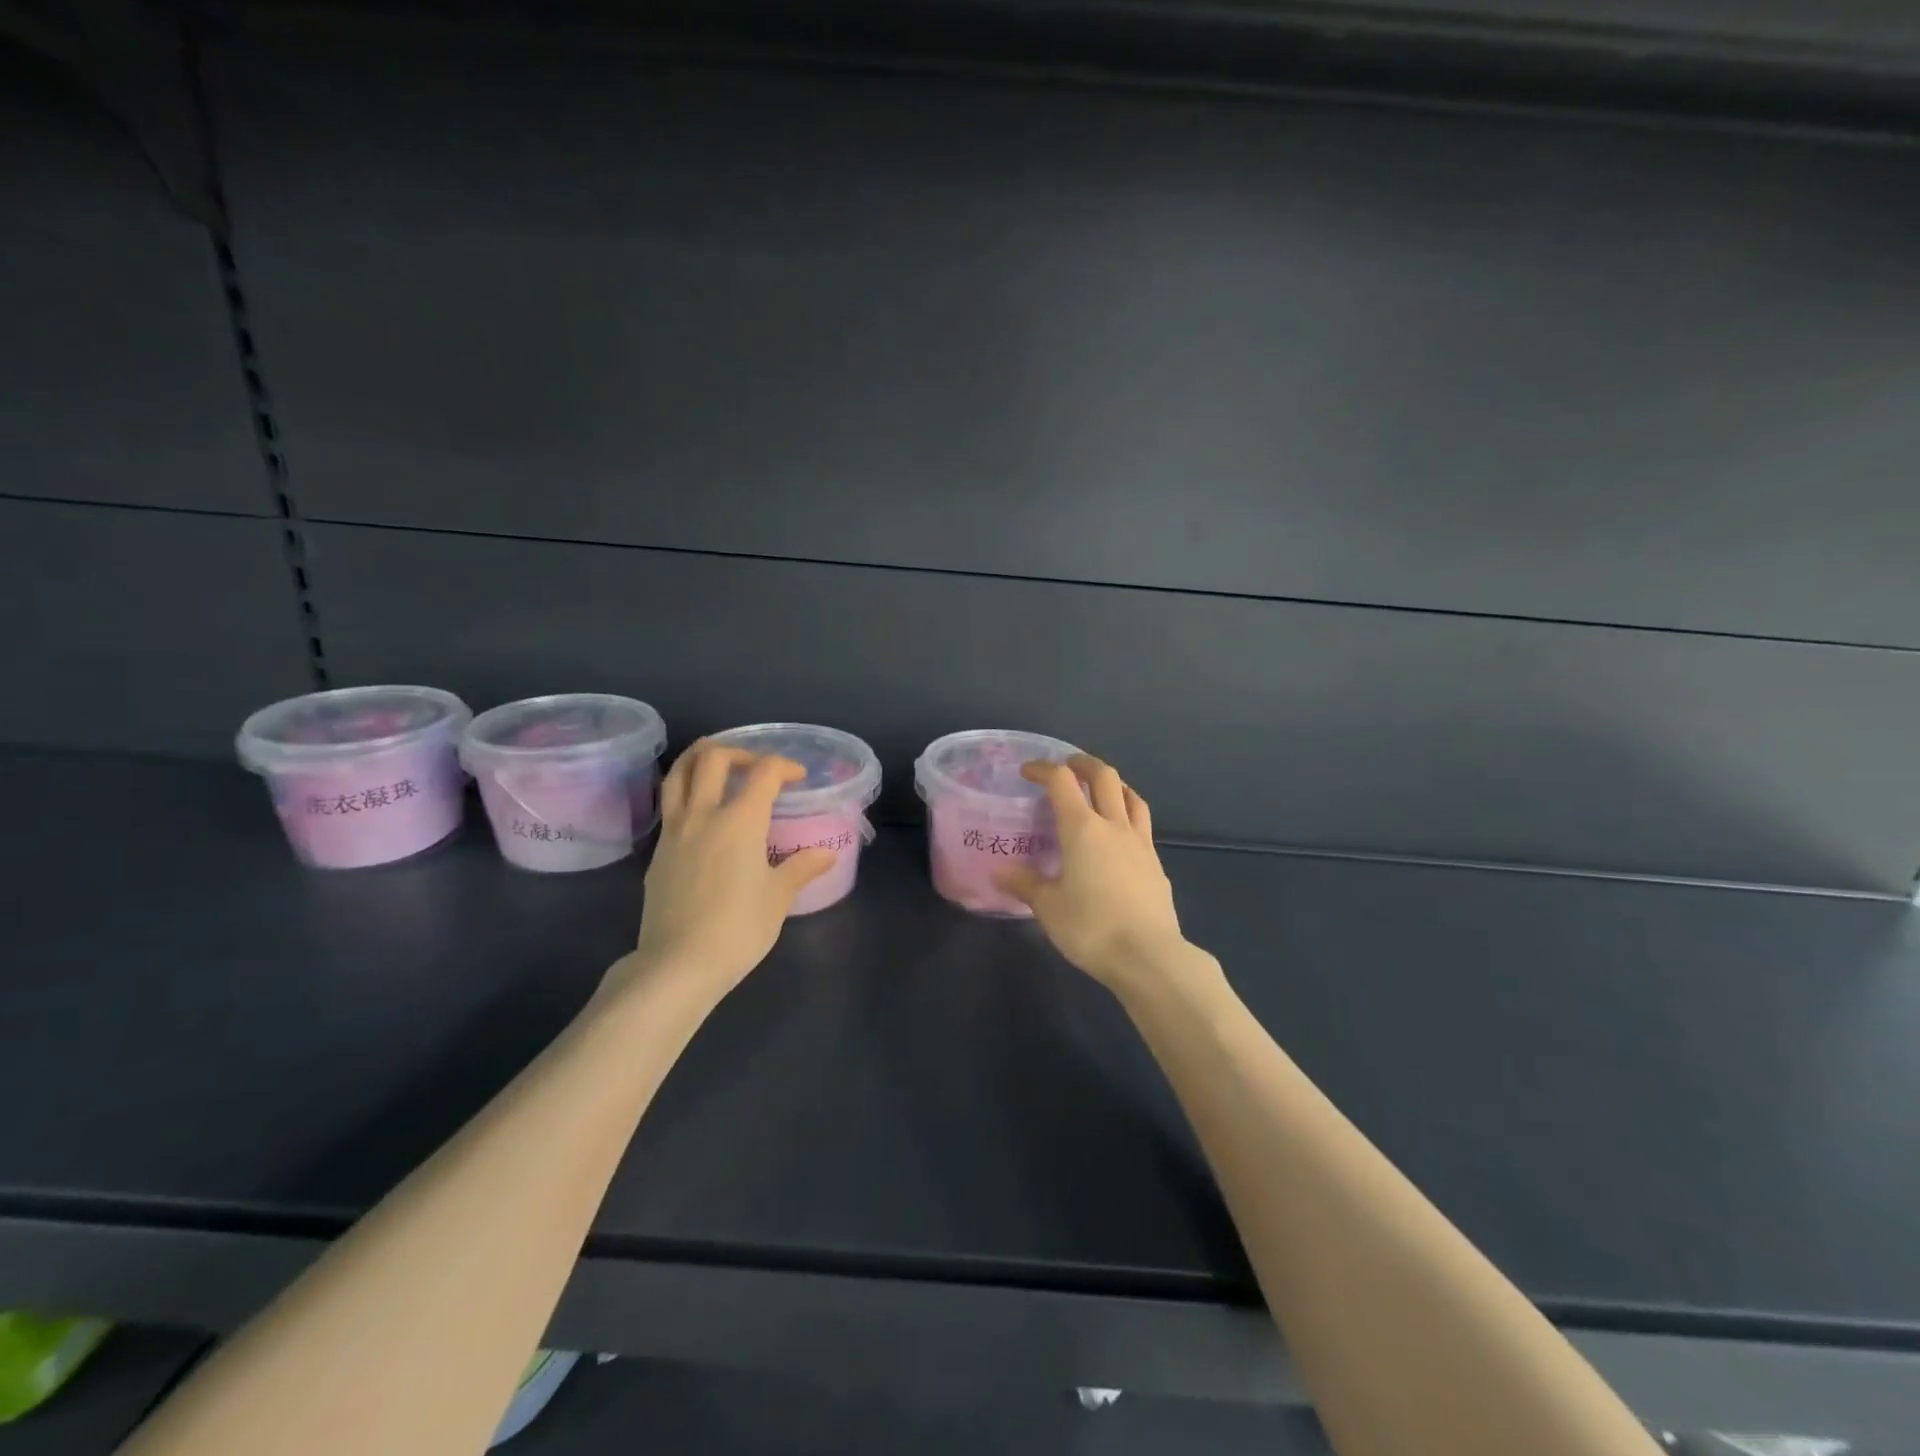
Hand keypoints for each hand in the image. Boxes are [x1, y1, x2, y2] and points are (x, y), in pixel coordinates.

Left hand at [609, 743, 834, 1000]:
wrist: (677, 965)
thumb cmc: (738, 929)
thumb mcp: (778, 898)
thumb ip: (800, 868)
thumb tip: (825, 855)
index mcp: (740, 821)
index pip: (763, 772)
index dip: (784, 766)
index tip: (797, 778)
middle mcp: (703, 815)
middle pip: (713, 758)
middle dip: (739, 750)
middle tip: (757, 767)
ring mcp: (674, 832)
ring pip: (679, 774)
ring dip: (700, 759)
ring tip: (718, 765)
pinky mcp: (657, 853)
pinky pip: (670, 806)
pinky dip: (687, 792)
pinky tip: (702, 813)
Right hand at [997, 754, 1206, 994]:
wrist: (1149, 955)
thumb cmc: (1091, 928)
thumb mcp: (1049, 908)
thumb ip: (1025, 884)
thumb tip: (1000, 872)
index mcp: (1082, 829)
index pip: (1062, 781)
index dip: (1044, 769)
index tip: (1028, 771)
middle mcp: (1113, 826)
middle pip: (1104, 776)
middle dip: (1084, 764)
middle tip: (1068, 767)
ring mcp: (1140, 843)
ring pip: (1131, 797)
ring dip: (1114, 785)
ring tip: (1101, 791)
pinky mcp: (1156, 864)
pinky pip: (1142, 826)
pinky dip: (1128, 816)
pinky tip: (1120, 837)